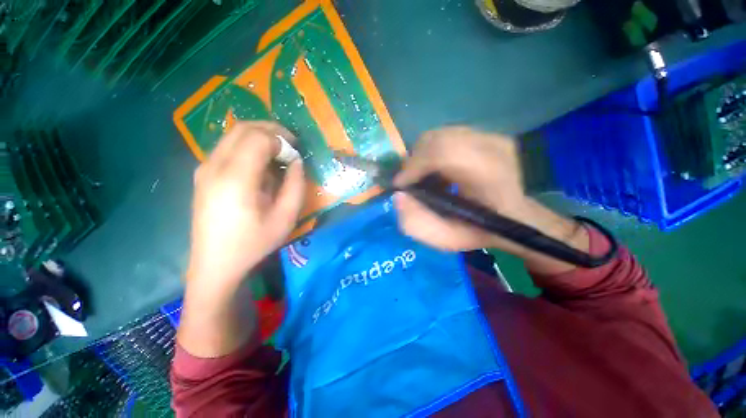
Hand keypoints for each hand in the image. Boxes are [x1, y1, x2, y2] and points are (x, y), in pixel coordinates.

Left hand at [187, 121, 304, 288]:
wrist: (215, 264)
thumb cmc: (254, 243)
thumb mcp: (286, 217)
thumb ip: (295, 184)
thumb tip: (296, 161)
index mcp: (236, 178)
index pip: (259, 138)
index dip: (282, 139)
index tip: (296, 153)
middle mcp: (215, 166)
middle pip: (243, 129)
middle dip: (271, 131)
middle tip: (291, 145)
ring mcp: (205, 168)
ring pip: (233, 135)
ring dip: (259, 137)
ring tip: (278, 153)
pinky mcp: (202, 174)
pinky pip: (227, 147)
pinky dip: (248, 146)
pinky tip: (260, 164)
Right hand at [394, 126, 528, 250]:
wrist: (512, 217)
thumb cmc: (479, 230)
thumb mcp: (446, 238)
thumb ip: (417, 223)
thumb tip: (399, 196)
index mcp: (491, 177)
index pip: (445, 152)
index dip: (415, 165)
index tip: (401, 184)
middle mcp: (495, 149)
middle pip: (438, 139)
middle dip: (414, 160)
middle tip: (409, 181)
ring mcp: (493, 137)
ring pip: (440, 135)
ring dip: (422, 156)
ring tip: (422, 177)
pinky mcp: (487, 134)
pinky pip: (447, 135)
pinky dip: (432, 152)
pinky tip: (435, 170)